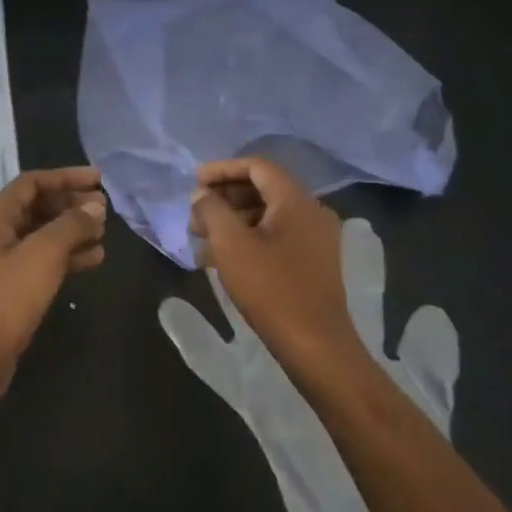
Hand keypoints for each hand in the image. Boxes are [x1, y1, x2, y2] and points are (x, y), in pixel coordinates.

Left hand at [0, 166, 106, 405]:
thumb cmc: (6, 299)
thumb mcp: (43, 255)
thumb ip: (71, 225)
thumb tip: (95, 205)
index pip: (32, 183)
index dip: (66, 177)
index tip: (99, 180)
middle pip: (37, 207)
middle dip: (71, 205)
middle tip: (104, 209)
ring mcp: (1, 263)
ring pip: (42, 236)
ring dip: (73, 231)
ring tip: (104, 233)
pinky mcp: (10, 289)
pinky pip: (42, 262)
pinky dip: (67, 257)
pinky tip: (94, 260)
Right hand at [187, 158, 365, 388]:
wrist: (315, 344)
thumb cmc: (270, 289)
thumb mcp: (231, 245)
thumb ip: (211, 210)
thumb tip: (201, 195)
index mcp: (296, 200)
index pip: (257, 166)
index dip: (222, 170)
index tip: (194, 183)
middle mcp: (312, 211)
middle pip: (262, 189)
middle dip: (225, 198)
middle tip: (195, 217)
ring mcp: (317, 237)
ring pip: (268, 214)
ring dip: (234, 221)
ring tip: (203, 241)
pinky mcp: (314, 261)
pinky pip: (277, 235)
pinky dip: (249, 238)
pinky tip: (224, 259)